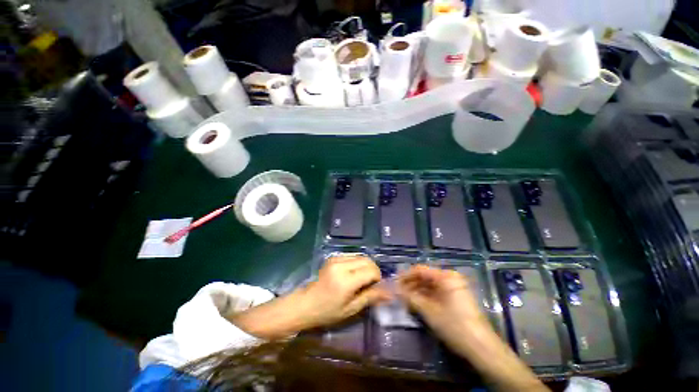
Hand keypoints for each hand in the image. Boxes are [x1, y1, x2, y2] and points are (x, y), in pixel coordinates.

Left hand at [296, 255, 390, 328]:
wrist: (306, 303)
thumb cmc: (328, 311)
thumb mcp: (351, 309)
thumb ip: (370, 297)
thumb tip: (389, 293)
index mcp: (346, 280)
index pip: (371, 270)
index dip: (378, 278)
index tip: (375, 288)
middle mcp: (341, 265)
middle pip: (367, 260)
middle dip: (373, 270)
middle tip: (370, 283)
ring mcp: (336, 259)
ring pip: (360, 256)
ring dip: (366, 266)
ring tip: (361, 279)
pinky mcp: (333, 257)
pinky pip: (352, 256)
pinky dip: (357, 263)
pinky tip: (353, 274)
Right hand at [397, 265, 490, 349]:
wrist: (482, 349)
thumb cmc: (455, 326)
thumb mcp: (429, 312)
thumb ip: (411, 298)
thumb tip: (395, 290)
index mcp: (446, 276)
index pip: (420, 270)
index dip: (405, 275)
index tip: (394, 282)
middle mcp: (450, 278)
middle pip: (425, 276)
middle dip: (410, 284)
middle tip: (397, 292)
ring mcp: (454, 288)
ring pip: (430, 285)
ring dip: (416, 290)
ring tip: (404, 298)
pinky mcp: (456, 298)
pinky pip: (436, 293)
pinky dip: (425, 297)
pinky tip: (416, 303)